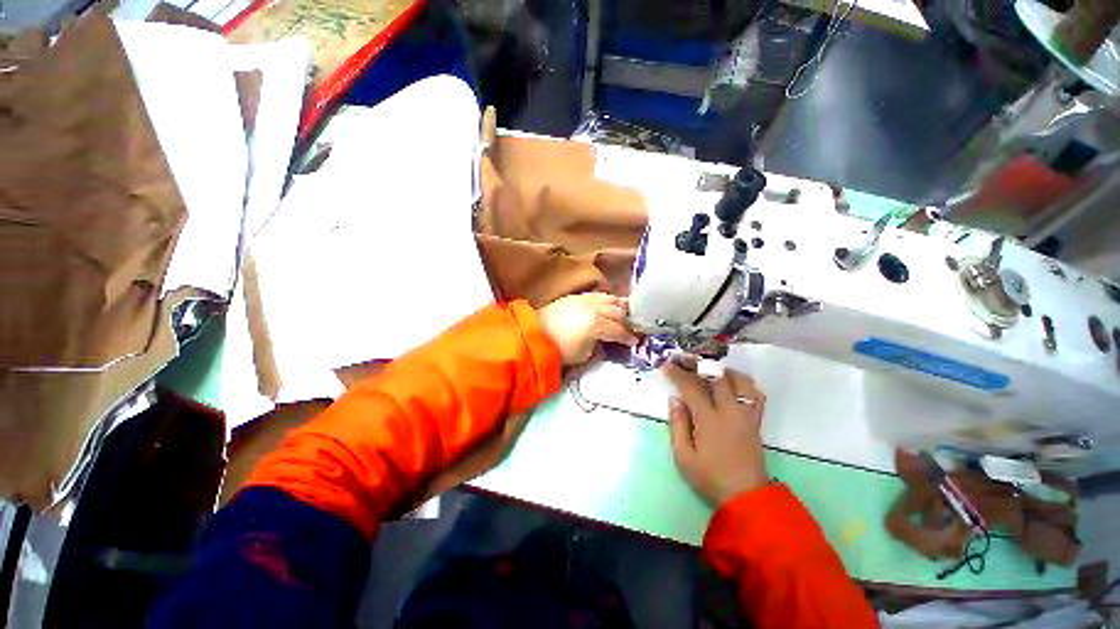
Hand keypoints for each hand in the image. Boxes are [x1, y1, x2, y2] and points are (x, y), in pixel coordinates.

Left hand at [539, 293, 638, 364]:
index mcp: (597, 325)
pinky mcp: (576, 296)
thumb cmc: (559, 351)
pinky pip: (597, 295)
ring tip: (624, 314)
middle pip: (618, 311)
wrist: (534, 336)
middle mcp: (593, 308)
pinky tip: (609, 305)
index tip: (634, 341)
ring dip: (620, 306)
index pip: (619, 330)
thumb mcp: (584, 355)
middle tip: (632, 328)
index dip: (629, 337)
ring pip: (609, 299)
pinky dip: (606, 300)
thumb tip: (606, 341)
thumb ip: (600, 346)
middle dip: (628, 320)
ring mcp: (584, 299)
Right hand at [664, 361, 768, 506]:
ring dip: (721, 369)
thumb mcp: (683, 456)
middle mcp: (730, 411)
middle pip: (716, 376)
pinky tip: (730, 383)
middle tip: (682, 360)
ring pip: (739, 380)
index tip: (665, 366)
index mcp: (709, 420)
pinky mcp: (756, 420)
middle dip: (697, 364)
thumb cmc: (709, 477)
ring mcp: (746, 414)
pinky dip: (742, 381)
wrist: (746, 497)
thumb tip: (675, 399)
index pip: (691, 387)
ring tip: (706, 368)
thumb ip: (677, 424)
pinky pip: (754, 393)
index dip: (677, 374)